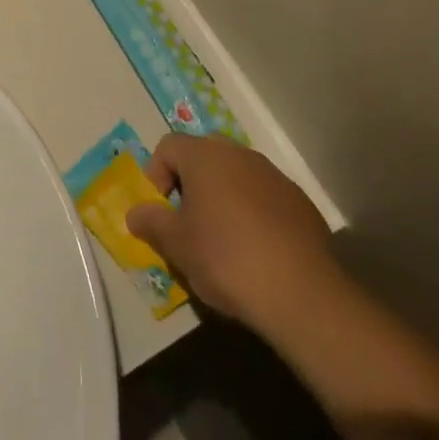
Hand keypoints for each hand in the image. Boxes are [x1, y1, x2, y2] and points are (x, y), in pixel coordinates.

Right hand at [126, 135, 340, 336]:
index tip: (160, 211)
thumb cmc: (226, 258)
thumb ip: (151, 222)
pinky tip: (255, 250)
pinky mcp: (300, 202)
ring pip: (236, 176)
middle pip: (203, 156)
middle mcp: (240, 155)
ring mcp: (274, 176)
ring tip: (221, 240)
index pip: (168, 146)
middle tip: (187, 222)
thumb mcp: (176, 245)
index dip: (155, 175)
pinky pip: (264, 197)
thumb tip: (137, 213)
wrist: (301, 293)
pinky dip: (252, 213)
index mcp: (206, 156)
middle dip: (190, 184)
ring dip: (222, 198)